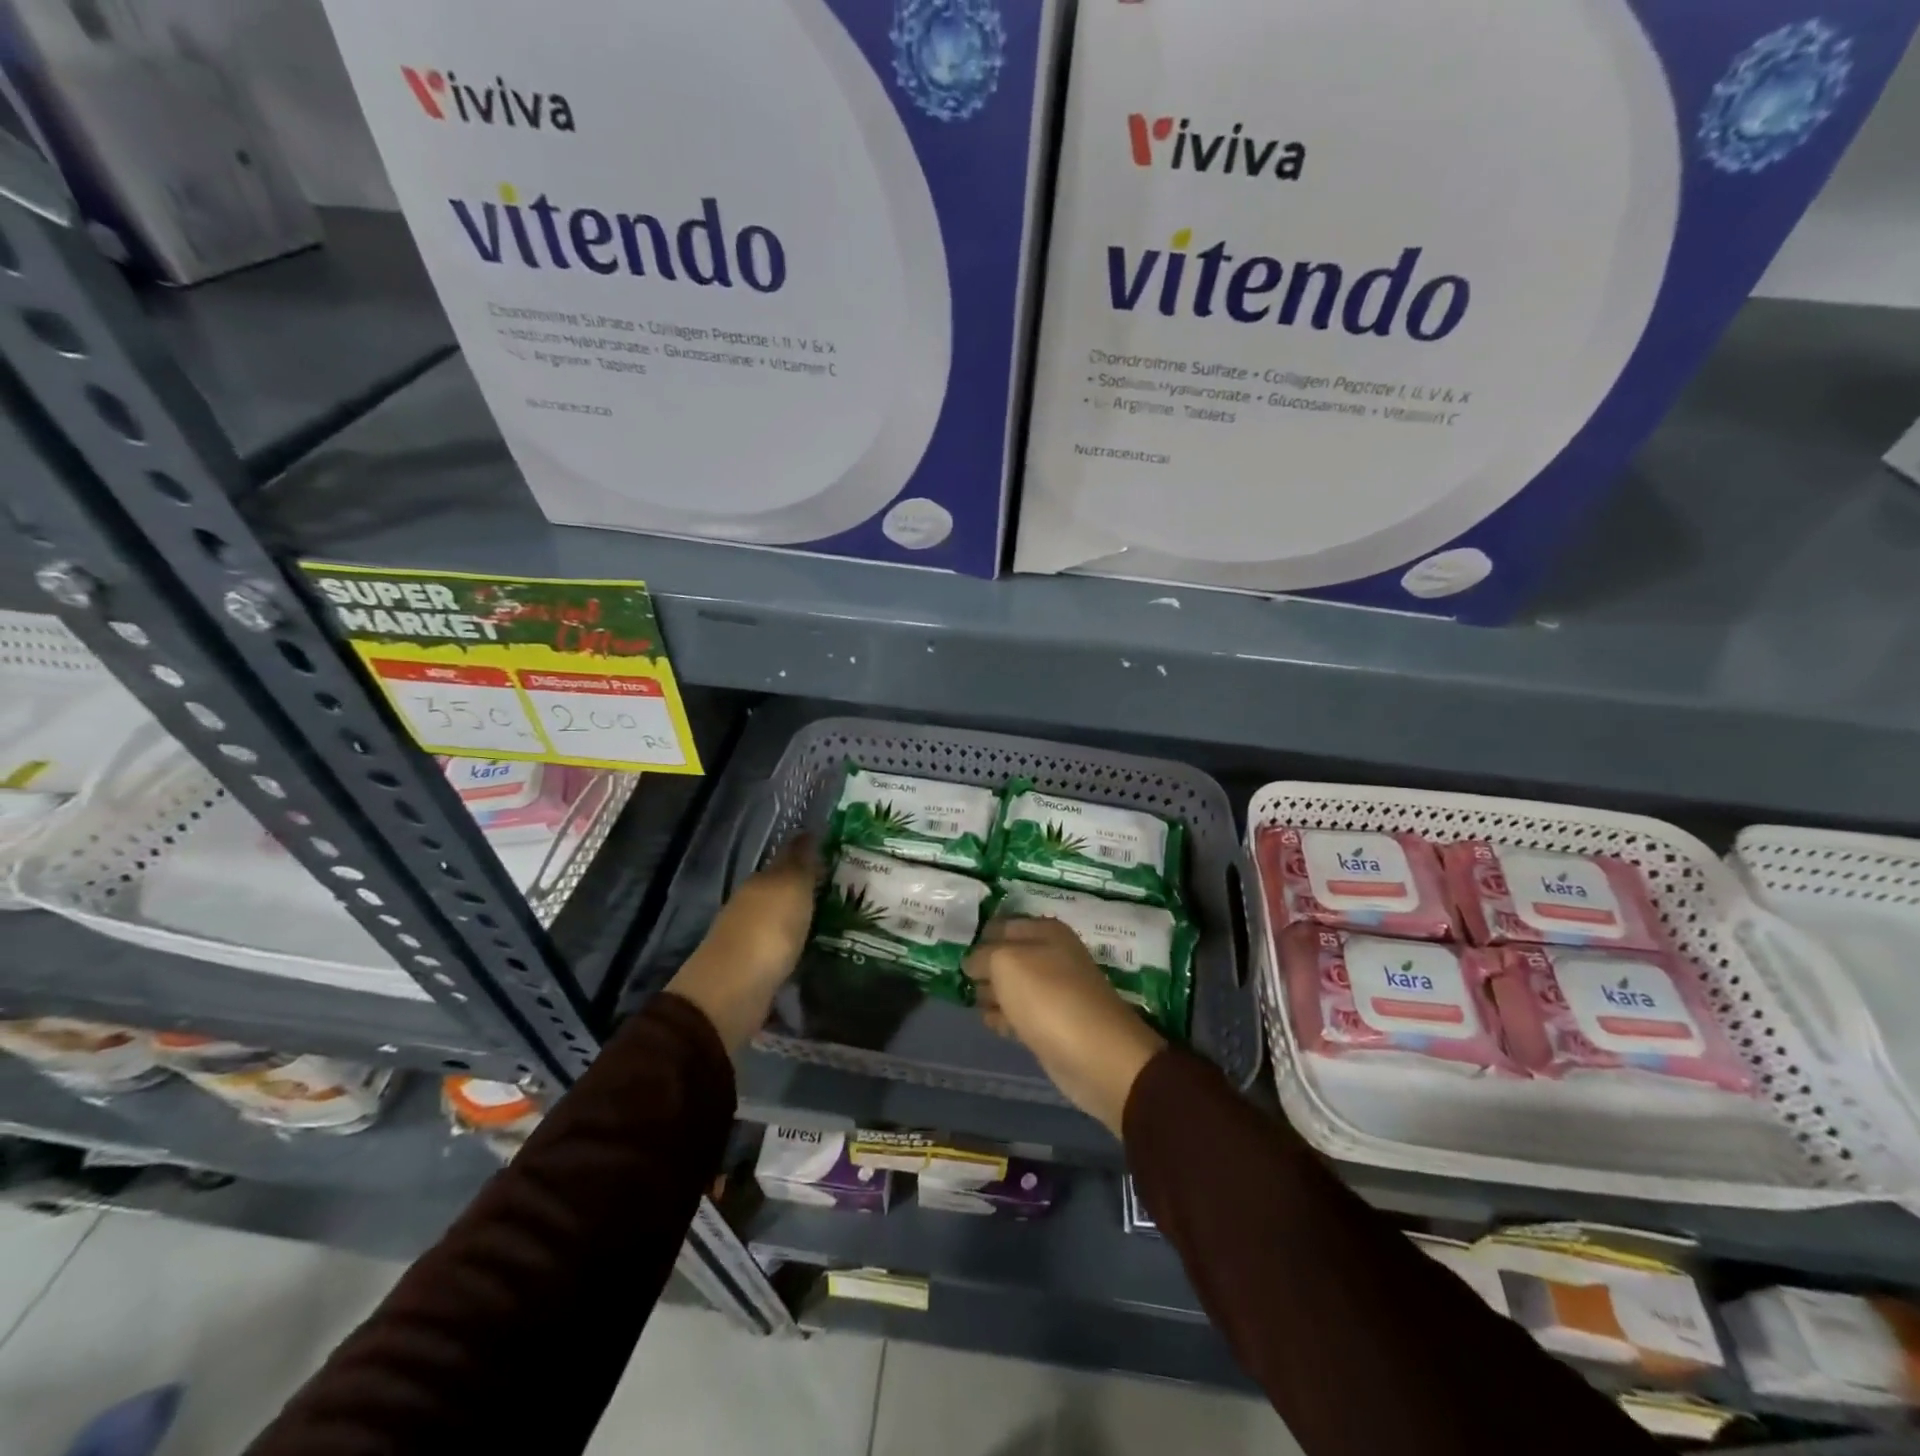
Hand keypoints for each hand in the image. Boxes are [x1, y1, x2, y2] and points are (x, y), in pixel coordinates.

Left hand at [667, 835, 820, 1052]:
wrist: (733, 992)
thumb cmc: (767, 930)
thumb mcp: (790, 887)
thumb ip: (800, 861)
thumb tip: (807, 831)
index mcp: (759, 883)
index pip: (786, 860)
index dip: (808, 856)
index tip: (835, 857)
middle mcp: (751, 906)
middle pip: (782, 892)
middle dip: (806, 889)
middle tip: (842, 889)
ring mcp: (749, 940)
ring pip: (781, 921)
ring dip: (801, 919)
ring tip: (835, 922)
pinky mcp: (754, 971)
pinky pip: (782, 950)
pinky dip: (796, 947)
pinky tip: (814, 951)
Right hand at [966, 917, 1166, 1135]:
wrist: (1095, 1056)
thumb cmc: (1048, 998)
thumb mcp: (1005, 963)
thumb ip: (982, 956)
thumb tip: (972, 963)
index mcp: (1046, 931)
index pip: (1001, 925)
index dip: (977, 937)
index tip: (953, 952)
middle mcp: (1052, 955)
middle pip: (1006, 957)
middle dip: (983, 968)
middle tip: (958, 980)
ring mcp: (1054, 991)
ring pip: (1012, 987)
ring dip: (992, 994)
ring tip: (972, 1002)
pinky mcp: (1053, 1024)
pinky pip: (1020, 1014)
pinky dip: (1005, 1018)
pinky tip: (992, 1024)